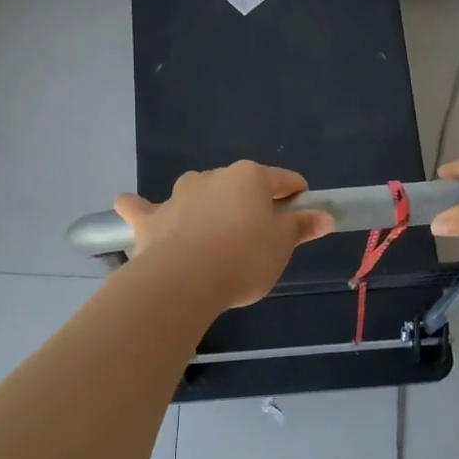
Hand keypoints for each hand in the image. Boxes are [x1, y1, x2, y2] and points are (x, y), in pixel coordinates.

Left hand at [113, 162, 332, 309]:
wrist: (185, 281)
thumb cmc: (244, 260)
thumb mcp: (281, 246)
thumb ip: (301, 227)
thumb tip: (325, 216)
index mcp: (249, 178)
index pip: (282, 180)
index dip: (296, 195)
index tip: (301, 213)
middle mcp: (213, 177)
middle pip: (238, 186)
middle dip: (249, 204)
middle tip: (257, 237)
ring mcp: (178, 195)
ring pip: (196, 192)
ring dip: (204, 205)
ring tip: (211, 234)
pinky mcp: (150, 218)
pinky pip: (142, 208)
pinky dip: (140, 208)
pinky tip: (132, 208)